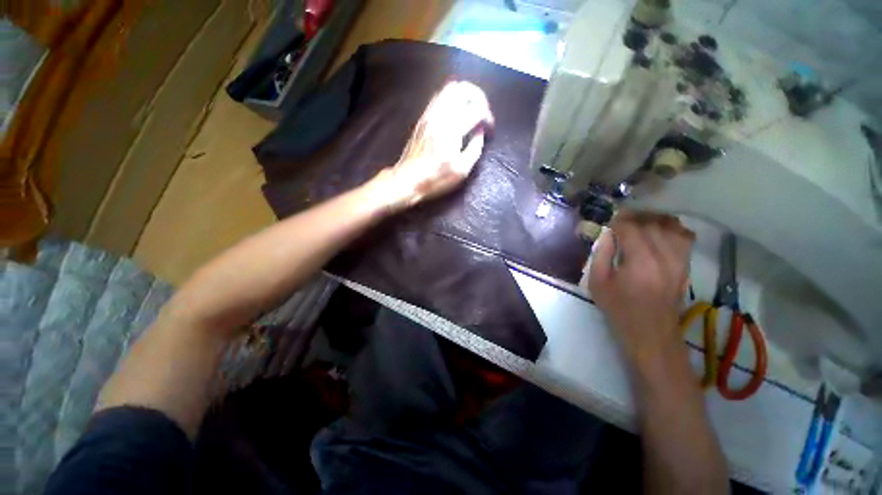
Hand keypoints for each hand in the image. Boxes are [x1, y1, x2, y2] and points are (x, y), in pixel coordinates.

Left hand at [374, 81, 493, 212]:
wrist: (408, 180)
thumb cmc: (436, 179)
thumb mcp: (461, 171)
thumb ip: (475, 148)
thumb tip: (480, 132)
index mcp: (453, 129)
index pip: (477, 109)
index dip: (488, 117)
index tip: (489, 129)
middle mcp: (441, 115)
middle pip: (464, 89)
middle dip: (479, 97)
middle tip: (483, 112)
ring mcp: (430, 114)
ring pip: (450, 88)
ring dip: (465, 94)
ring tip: (472, 108)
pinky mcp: (423, 118)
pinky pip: (439, 96)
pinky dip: (452, 97)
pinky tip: (456, 111)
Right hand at [588, 210, 694, 366]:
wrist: (651, 332)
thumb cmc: (619, 308)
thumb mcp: (598, 283)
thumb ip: (601, 254)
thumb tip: (608, 234)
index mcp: (640, 262)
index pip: (631, 227)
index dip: (618, 221)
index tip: (608, 223)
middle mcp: (665, 256)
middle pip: (651, 223)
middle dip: (633, 218)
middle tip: (620, 222)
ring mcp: (680, 260)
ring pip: (670, 226)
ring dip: (652, 220)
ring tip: (638, 224)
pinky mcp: (686, 265)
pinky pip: (684, 236)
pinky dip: (671, 228)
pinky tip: (659, 232)